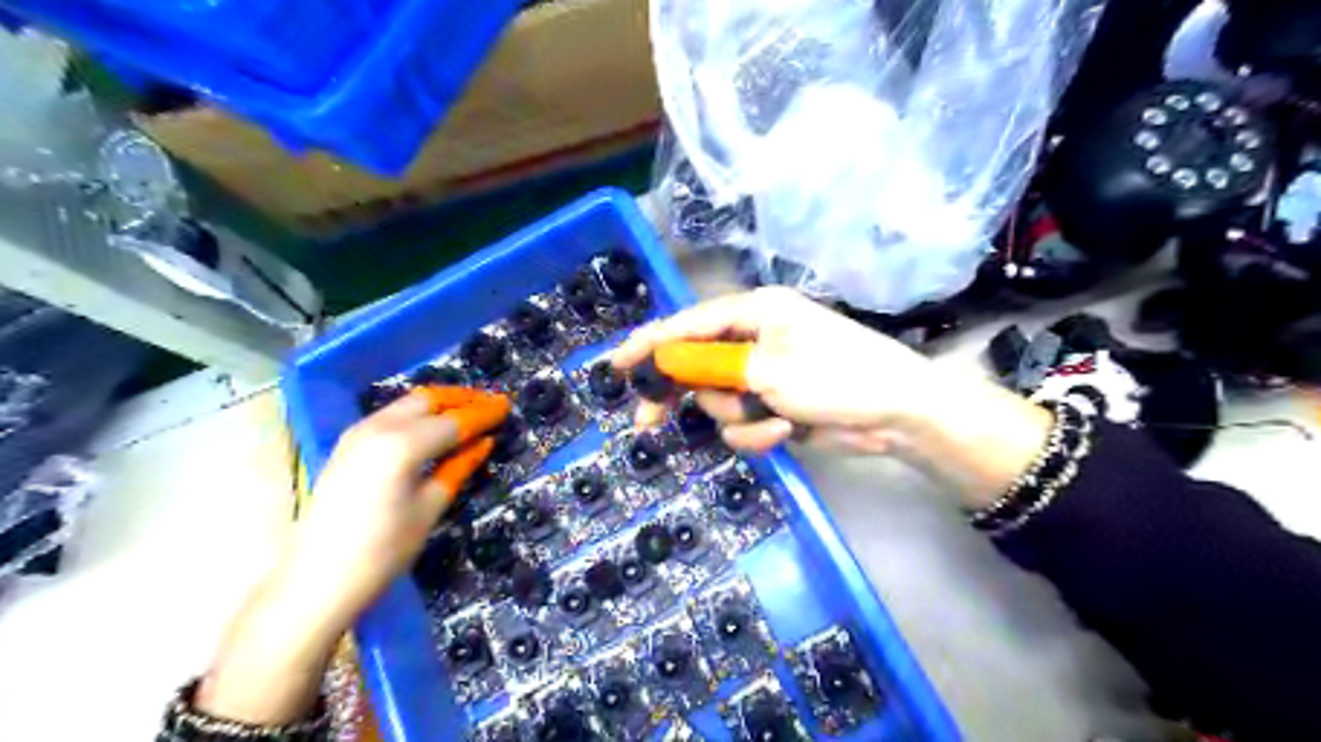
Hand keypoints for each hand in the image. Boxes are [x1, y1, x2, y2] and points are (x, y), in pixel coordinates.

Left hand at [279, 389, 505, 630]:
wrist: (317, 580)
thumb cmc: (383, 551)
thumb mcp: (429, 508)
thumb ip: (458, 468)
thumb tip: (483, 442)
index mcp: (403, 445)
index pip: (454, 421)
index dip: (484, 413)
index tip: (507, 405)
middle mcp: (378, 428)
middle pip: (428, 400)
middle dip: (461, 399)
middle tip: (488, 406)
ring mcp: (357, 434)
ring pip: (406, 403)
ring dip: (438, 404)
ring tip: (465, 413)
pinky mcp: (347, 445)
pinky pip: (389, 415)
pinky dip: (416, 414)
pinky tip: (431, 428)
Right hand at [610, 286, 1053, 504]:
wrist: (898, 415)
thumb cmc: (838, 377)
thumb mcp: (769, 370)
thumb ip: (713, 367)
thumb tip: (669, 363)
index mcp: (755, 312)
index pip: (689, 323)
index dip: (651, 343)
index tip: (616, 364)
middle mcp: (755, 339)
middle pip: (696, 363)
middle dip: (679, 392)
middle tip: (647, 421)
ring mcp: (765, 374)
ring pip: (719, 400)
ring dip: (737, 416)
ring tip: (772, 420)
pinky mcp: (775, 404)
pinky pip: (743, 422)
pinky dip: (758, 432)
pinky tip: (784, 432)